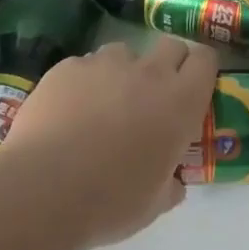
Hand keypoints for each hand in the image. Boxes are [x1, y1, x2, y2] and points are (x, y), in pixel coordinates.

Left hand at [0, 37, 219, 249]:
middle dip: (166, 64)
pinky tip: (66, 112)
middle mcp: (149, 72)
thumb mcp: (155, 204)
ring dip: (121, 72)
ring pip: (123, 53)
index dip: (200, 70)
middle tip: (152, 97)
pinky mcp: (67, 68)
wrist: (42, 192)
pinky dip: (82, 82)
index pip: (206, 59)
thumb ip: (170, 184)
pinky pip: (83, 66)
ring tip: (103, 105)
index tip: (192, 89)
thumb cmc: (111, 201)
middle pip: (170, 45)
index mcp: (181, 102)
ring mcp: (105, 65)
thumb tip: (174, 182)